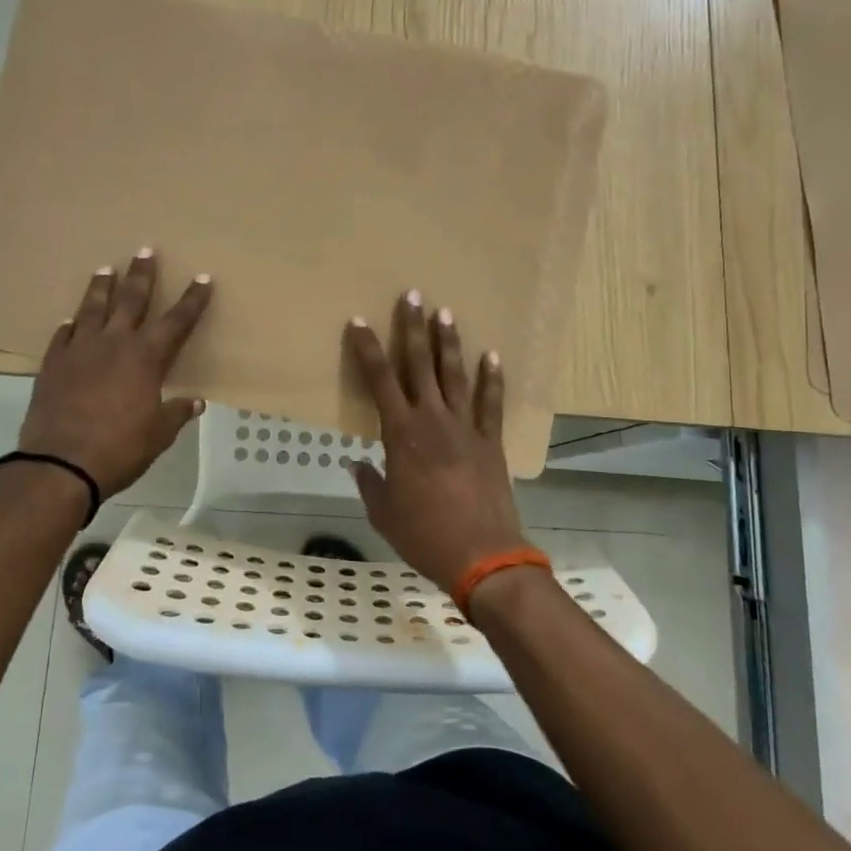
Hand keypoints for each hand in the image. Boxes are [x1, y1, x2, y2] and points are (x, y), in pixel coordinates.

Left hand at [17, 251, 212, 498]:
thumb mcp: (158, 435)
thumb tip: (195, 402)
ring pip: (92, 308)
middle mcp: (114, 344)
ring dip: (101, 287)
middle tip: (145, 250)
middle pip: (131, 300)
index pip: (177, 321)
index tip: (202, 278)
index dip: (192, 300)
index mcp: (146, 358)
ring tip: (105, 268)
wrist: (60, 464)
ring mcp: (79, 351)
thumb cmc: (119, 449)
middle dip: (142, 275)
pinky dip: (69, 326)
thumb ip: (175, 413)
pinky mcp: (52, 365)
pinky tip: (70, 320)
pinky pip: (62, 337)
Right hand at [343, 291, 525, 591]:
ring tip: (446, 312)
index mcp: (401, 434)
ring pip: (455, 375)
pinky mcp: (490, 441)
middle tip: (413, 295)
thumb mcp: (384, 513)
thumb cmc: (423, 534)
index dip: (367, 349)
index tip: (359, 321)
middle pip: (419, 364)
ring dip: (449, 342)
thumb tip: (357, 464)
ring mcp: (465, 427)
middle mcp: (432, 420)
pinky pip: (491, 403)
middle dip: (413, 327)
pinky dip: (492, 379)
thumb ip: (370, 483)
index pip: (379, 381)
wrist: (481, 555)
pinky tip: (493, 355)